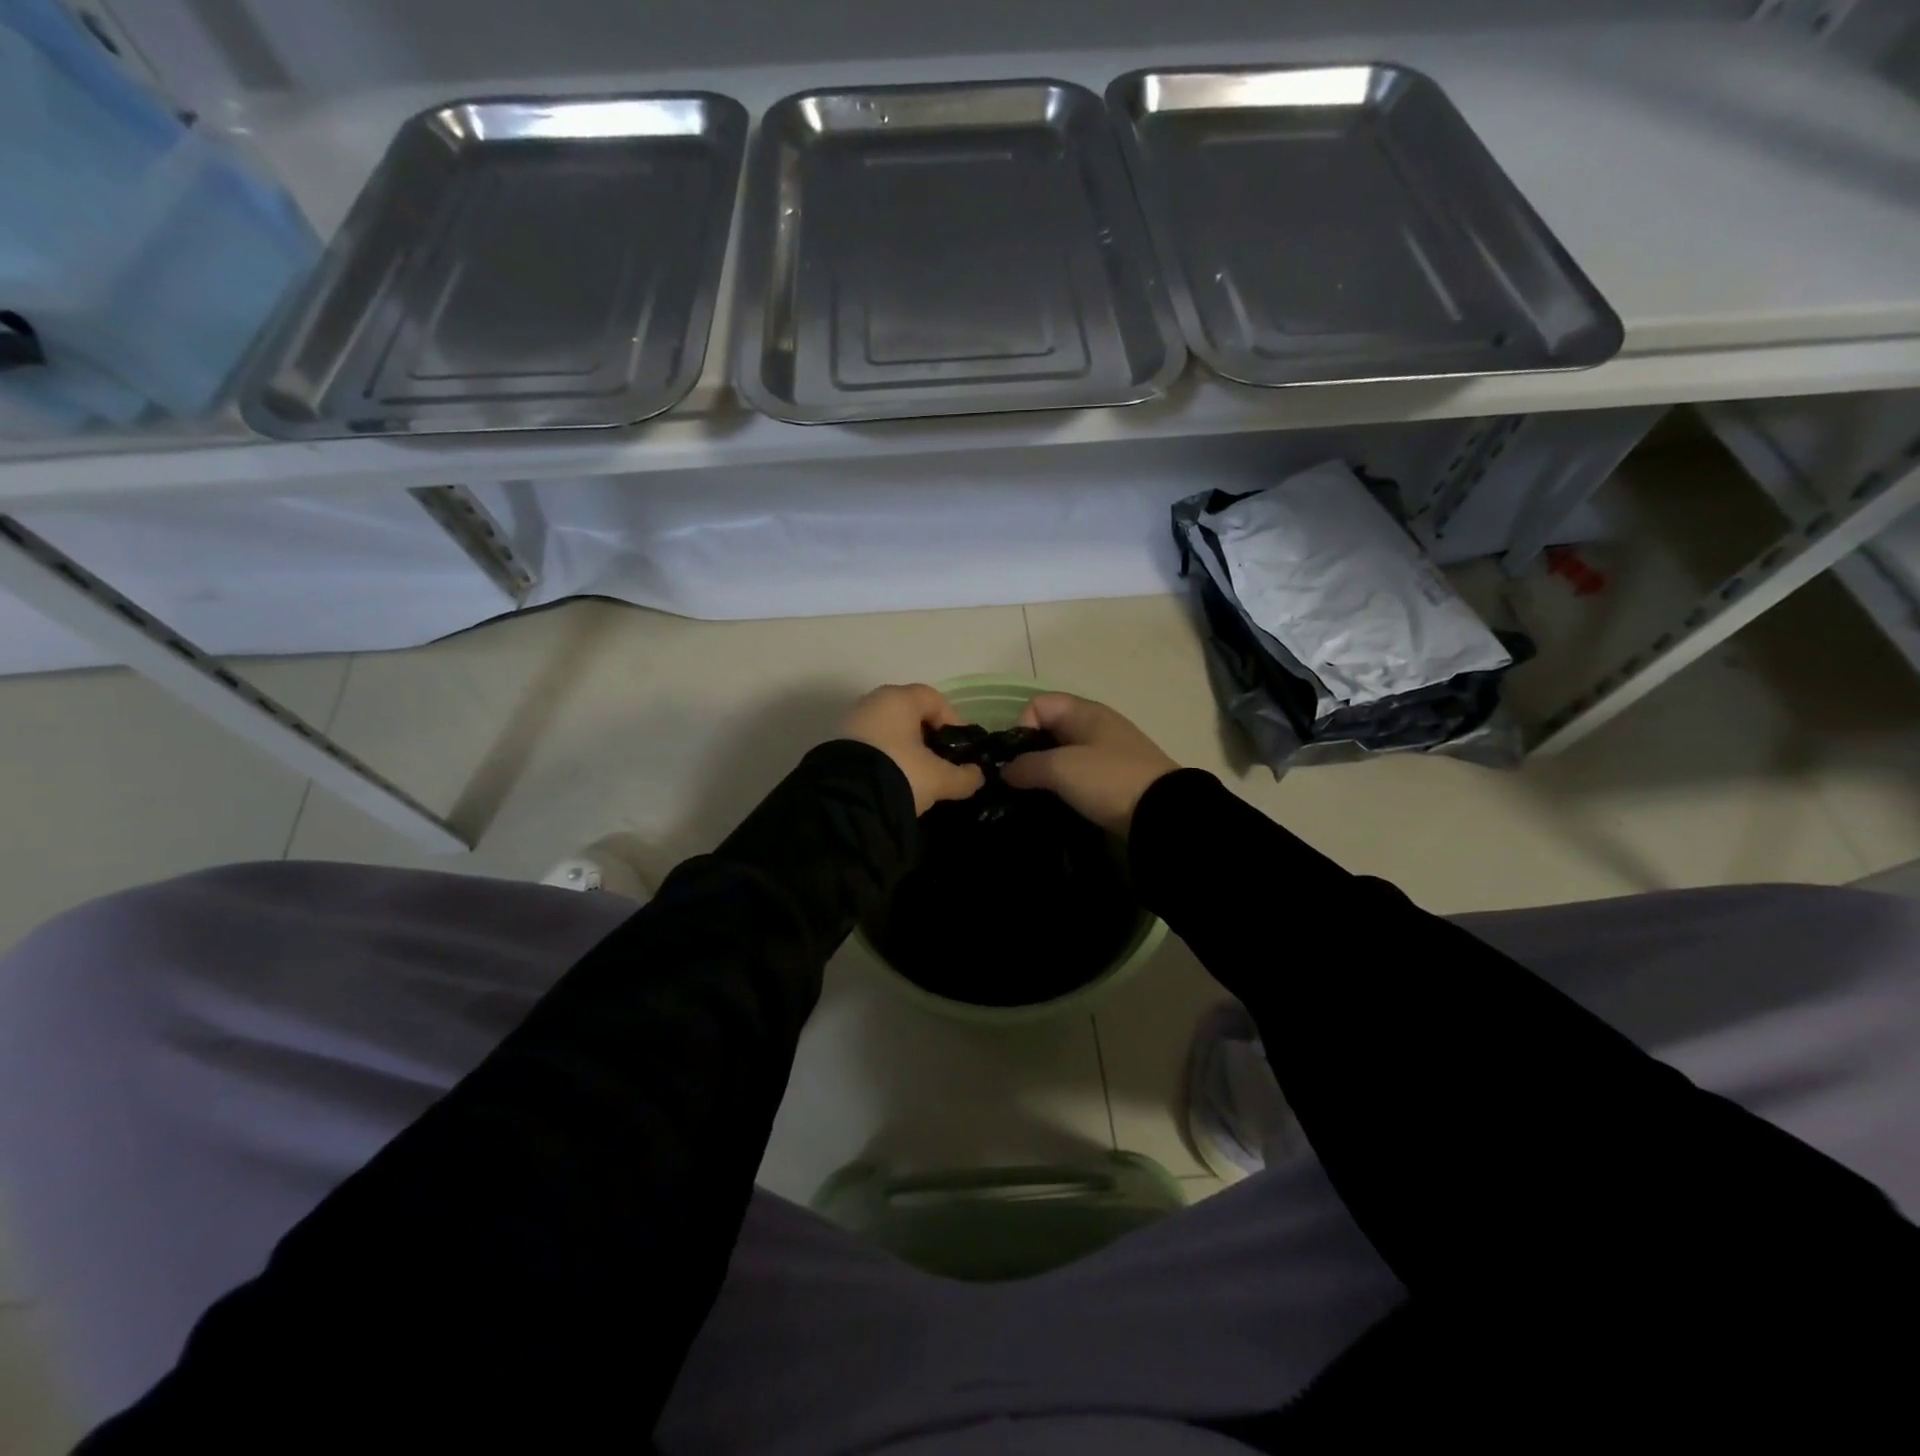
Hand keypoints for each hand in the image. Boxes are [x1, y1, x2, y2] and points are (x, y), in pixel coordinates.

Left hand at [841, 684, 985, 815]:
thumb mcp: (938, 779)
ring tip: (915, 778)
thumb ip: (963, 776)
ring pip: (886, 731)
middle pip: (908, 714)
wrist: (844, 800)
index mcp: (899, 699)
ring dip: (903, 749)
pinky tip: (889, 782)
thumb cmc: (900, 773)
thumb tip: (976, 776)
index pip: (934, 699)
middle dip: (926, 737)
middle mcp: (872, 702)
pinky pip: (868, 746)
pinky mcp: (834, 746)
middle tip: (938, 764)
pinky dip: (882, 759)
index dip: (953, 721)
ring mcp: (849, 722)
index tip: (960, 749)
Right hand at [1001, 693, 1179, 835]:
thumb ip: (1026, 766)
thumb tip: (1006, 771)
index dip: (1022, 727)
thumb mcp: (1061, 769)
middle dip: (1031, 753)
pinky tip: (1060, 803)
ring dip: (1047, 773)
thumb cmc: (1108, 780)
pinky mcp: (1115, 778)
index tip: (1020, 759)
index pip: (1037, 705)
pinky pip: (1080, 774)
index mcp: (1085, 712)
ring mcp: (1109, 752)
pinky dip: (1066, 786)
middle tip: (1022, 782)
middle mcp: (1096, 725)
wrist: (1163, 814)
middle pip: (1049, 729)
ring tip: (1037, 796)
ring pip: (1063, 755)